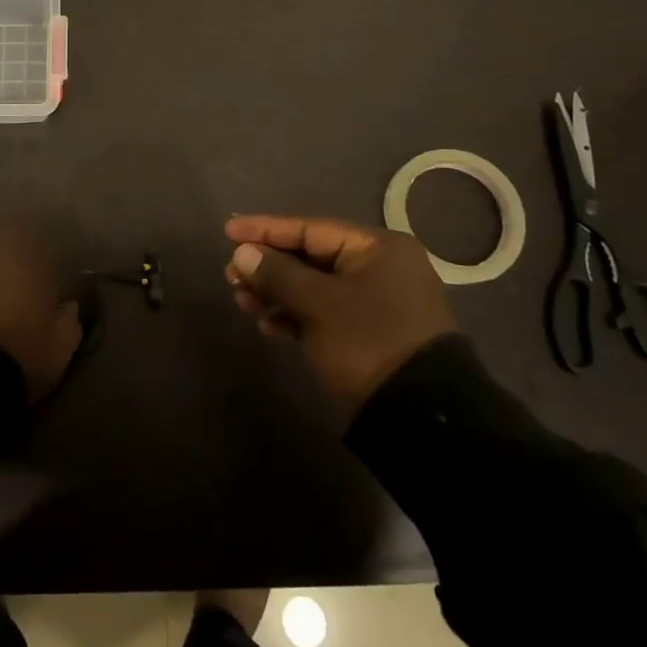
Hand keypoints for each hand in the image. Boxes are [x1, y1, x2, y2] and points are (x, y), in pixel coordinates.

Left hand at [0, 224, 82, 402]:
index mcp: (28, 247)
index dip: (47, 261)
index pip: (43, 239)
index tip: (52, 283)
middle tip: (20, 292)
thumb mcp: (59, 347)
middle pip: (6, 243)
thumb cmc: (19, 350)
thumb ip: (69, 320)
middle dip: (14, 262)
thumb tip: (68, 306)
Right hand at [224, 215, 456, 422]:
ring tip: (242, 302)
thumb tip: (242, 253)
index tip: (228, 231)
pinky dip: (294, 315)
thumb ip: (278, 273)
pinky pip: (321, 312)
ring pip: (312, 286)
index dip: (266, 229)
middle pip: (309, 256)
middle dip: (268, 266)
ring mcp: (374, 302)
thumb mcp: (319, 304)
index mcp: (377, 248)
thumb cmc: (368, 342)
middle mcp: (378, 267)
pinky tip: (268, 326)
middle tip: (231, 275)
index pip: (310, 228)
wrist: (418, 417)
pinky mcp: (366, 332)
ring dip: (275, 292)